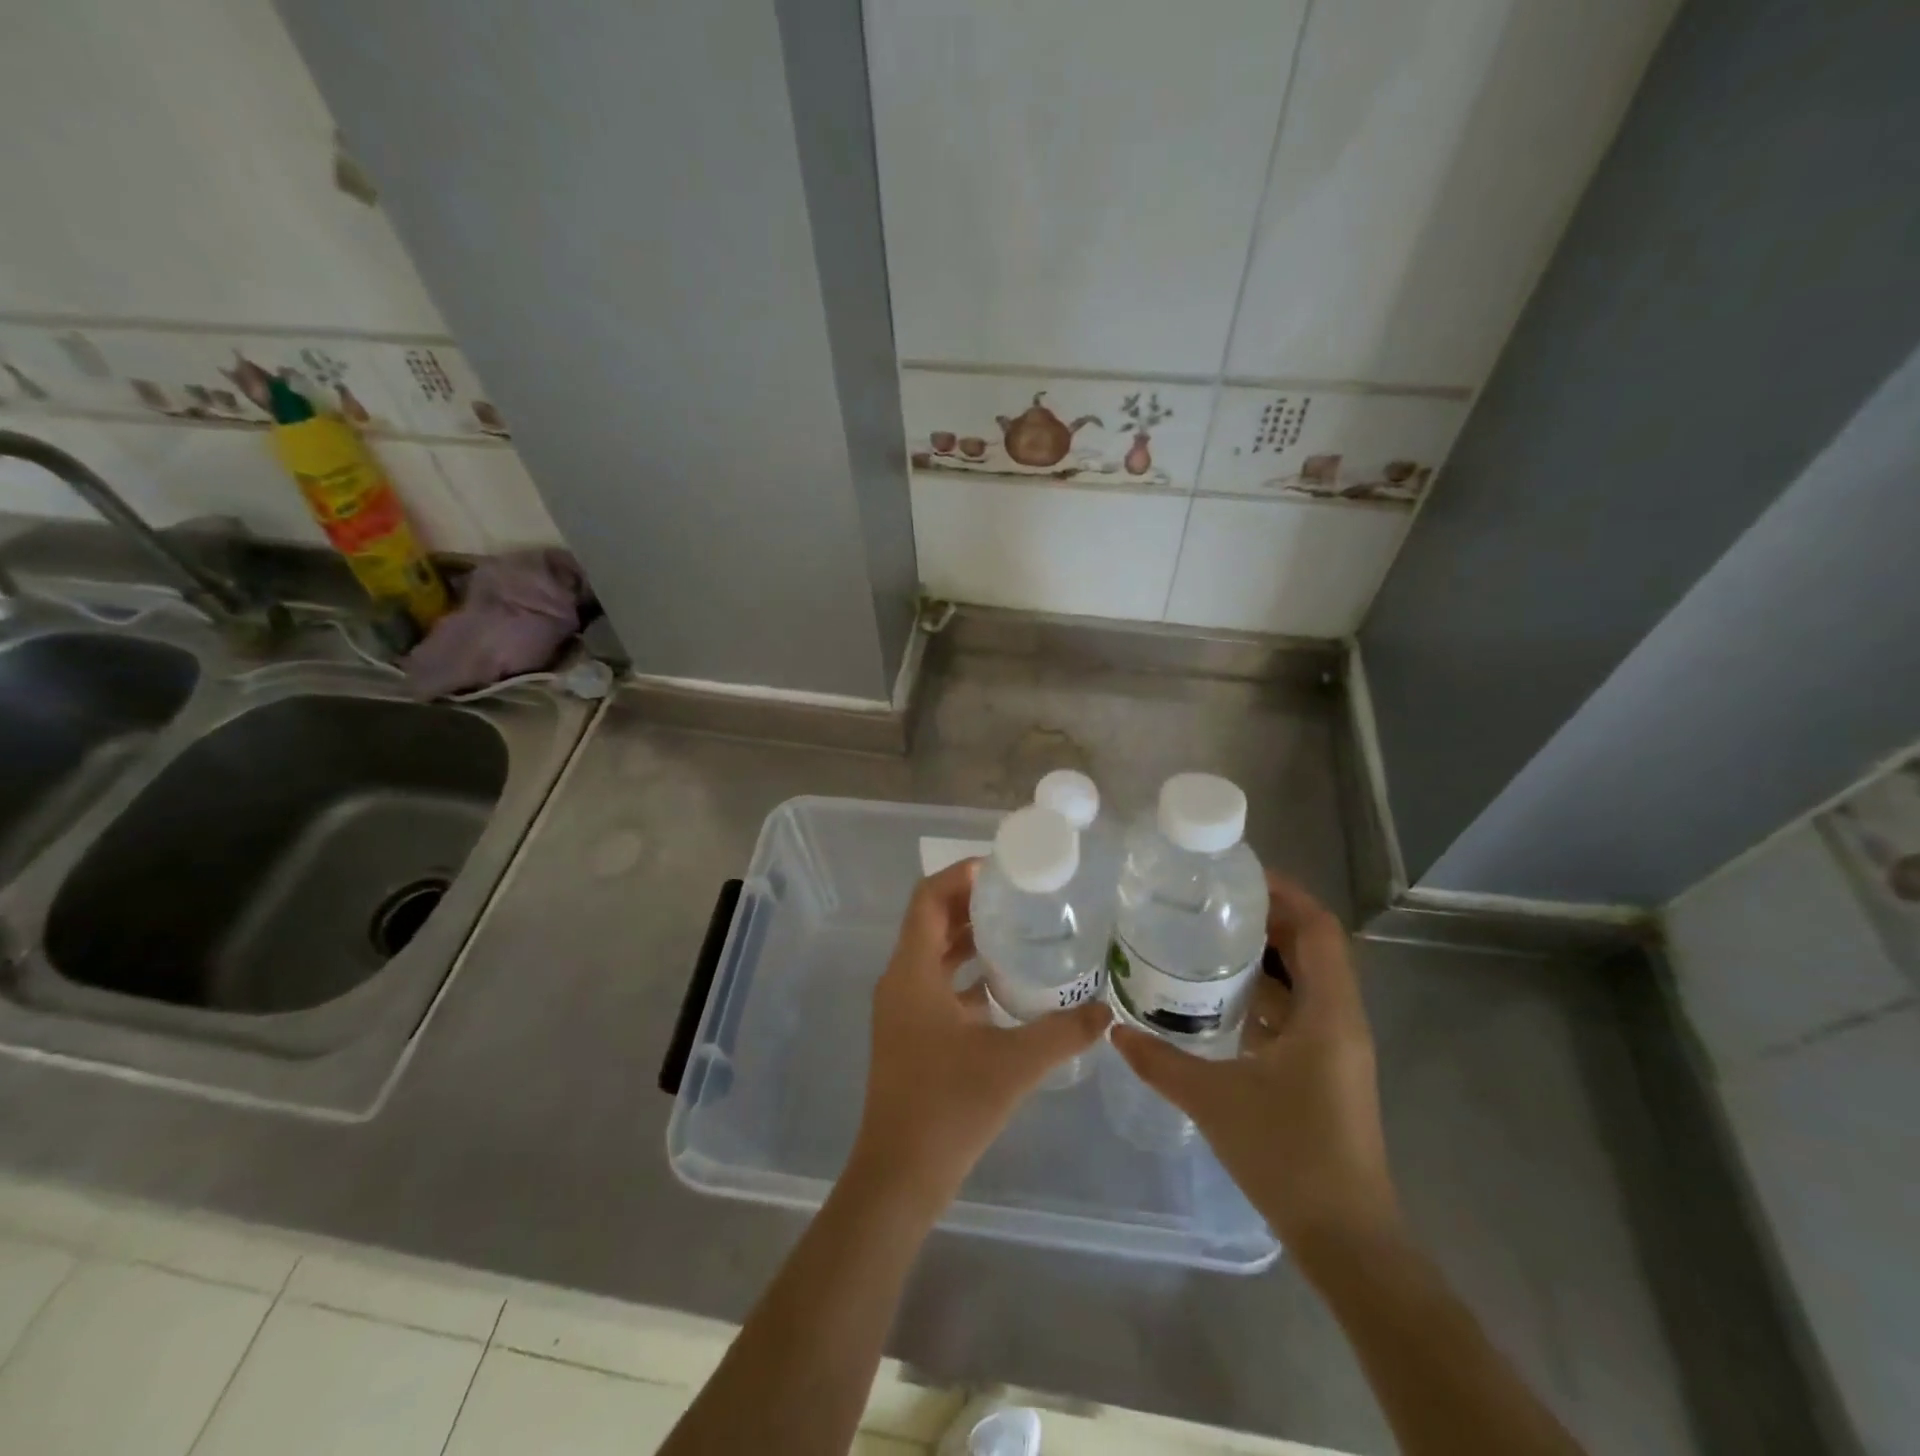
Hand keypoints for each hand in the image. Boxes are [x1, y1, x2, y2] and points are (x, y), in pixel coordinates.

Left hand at [851, 859, 1110, 1209]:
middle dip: (970, 903)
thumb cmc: (948, 1108)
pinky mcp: (910, 1035)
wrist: (900, 1176)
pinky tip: (1006, 986)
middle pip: (930, 922)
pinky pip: (937, 986)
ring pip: (933, 955)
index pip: (927, 899)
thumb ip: (1063, 1033)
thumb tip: (1107, 1010)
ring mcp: (902, 1010)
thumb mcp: (1014, 1064)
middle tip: (1018, 895)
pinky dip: (967, 975)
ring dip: (969, 938)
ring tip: (1017, 929)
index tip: (1000, 869)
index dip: (958, 875)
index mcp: (911, 973)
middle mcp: (900, 982)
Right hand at [1112, 871, 1400, 1260]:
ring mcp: (1336, 1046)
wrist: (1345, 1238)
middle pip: (1313, 947)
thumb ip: (1160, 1060)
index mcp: (1329, 1013)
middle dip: (1267, 918)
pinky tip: (1221, 996)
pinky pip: (1300, 1009)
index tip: (1237, 875)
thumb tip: (1115, 1031)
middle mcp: (1341, 1019)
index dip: (1285, 894)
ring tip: (1208, 937)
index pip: (1319, 929)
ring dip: (1266, 954)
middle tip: (1210, 902)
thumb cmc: (1288, 1155)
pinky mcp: (1326, 1068)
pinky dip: (1267, 991)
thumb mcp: (1214, 1100)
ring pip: (1307, 979)